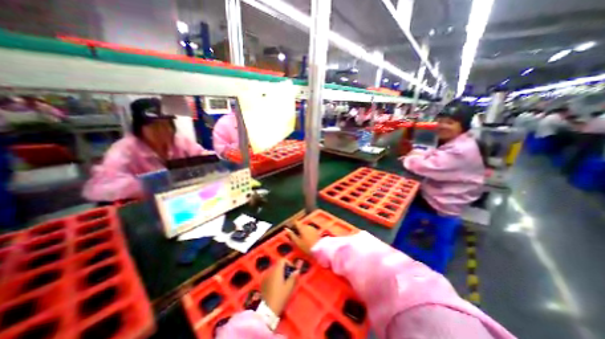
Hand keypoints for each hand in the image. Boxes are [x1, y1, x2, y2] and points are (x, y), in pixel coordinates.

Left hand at [262, 260, 298, 315]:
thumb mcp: (289, 287)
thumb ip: (293, 277)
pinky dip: (275, 279)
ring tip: (284, 284)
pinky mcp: (262, 284)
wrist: (267, 311)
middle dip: (285, 269)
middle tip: (290, 278)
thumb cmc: (280, 297)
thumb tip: (297, 270)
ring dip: (280, 274)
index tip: (292, 271)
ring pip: (274, 271)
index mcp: (276, 270)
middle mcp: (270, 271)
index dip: (289, 263)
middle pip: (278, 265)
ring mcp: (265, 277)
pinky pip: (270, 277)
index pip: (282, 260)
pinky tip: (277, 288)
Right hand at [286, 223, 320, 254]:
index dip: (292, 224)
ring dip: (302, 230)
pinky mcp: (316, 231)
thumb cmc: (306, 246)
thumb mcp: (297, 242)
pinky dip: (306, 232)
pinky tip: (306, 238)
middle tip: (294, 235)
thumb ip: (291, 234)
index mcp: (302, 227)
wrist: (319, 249)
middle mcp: (307, 226)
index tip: (290, 228)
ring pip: (305, 227)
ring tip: (300, 238)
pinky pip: (309, 230)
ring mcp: (312, 228)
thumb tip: (286, 229)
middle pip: (300, 225)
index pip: (296, 222)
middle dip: (297, 228)